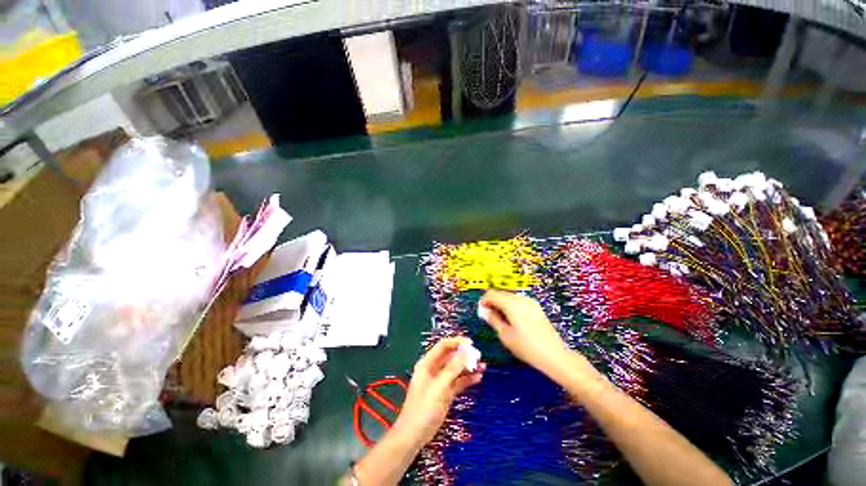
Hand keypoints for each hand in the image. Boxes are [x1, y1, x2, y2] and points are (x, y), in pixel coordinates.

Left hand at [393, 337, 484, 446]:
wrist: (414, 435)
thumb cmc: (424, 407)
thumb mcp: (439, 386)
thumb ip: (452, 369)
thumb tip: (465, 352)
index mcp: (428, 363)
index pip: (443, 346)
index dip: (456, 342)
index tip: (471, 343)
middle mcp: (434, 369)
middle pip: (451, 357)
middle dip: (464, 355)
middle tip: (479, 356)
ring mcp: (440, 382)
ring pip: (456, 370)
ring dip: (468, 367)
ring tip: (483, 366)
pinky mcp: (446, 393)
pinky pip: (458, 382)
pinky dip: (467, 379)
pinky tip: (478, 378)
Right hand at [479, 290, 570, 372]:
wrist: (554, 355)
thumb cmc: (527, 347)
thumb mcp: (505, 335)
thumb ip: (493, 319)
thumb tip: (485, 311)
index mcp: (511, 304)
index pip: (491, 294)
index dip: (484, 301)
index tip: (482, 311)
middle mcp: (520, 299)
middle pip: (500, 293)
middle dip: (493, 302)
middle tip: (489, 316)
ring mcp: (530, 302)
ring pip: (509, 296)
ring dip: (501, 304)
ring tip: (500, 319)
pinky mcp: (536, 307)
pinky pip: (518, 301)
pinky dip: (511, 306)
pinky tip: (512, 319)